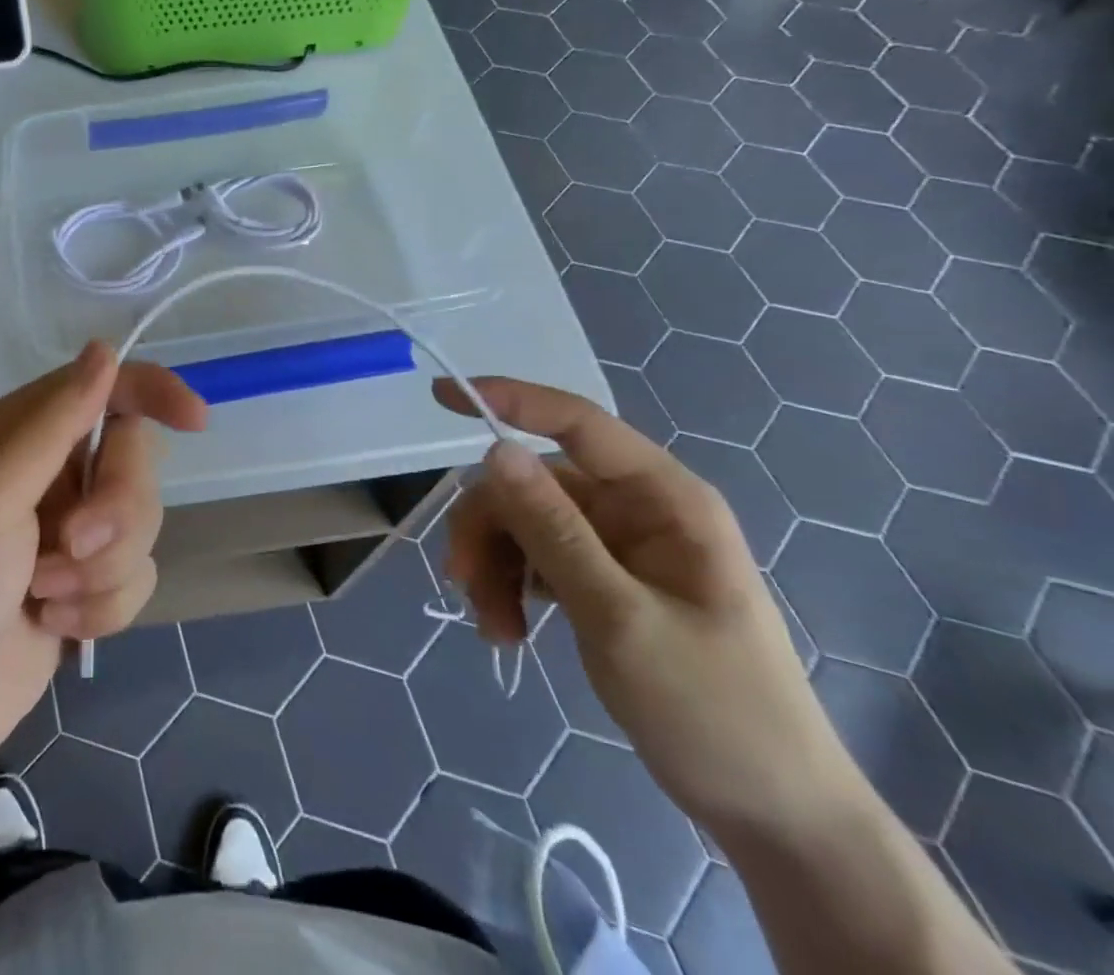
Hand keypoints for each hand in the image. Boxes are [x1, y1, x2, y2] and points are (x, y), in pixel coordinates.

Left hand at [0, 343, 206, 789]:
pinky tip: (55, 629)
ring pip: (143, 524)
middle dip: (116, 510)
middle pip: (134, 461)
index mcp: (19, 435)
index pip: (104, 388)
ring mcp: (70, 532)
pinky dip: (103, 608)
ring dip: (102, 569)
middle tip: (70, 545)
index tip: (195, 421)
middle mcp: (49, 474)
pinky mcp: (86, 587)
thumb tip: (105, 349)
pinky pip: (138, 577)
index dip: (153, 393)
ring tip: (47, 598)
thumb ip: (52, 424)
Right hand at [434, 377, 855, 839]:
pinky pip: (533, 558)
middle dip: (490, 526)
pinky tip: (507, 631)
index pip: (576, 423)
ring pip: (523, 521)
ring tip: (493, 627)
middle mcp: (637, 509)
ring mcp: (618, 545)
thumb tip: (493, 450)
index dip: (508, 401)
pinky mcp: (601, 579)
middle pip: (532, 483)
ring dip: (493, 565)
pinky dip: (509, 586)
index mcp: (664, 499)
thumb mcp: (620, 618)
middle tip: (463, 581)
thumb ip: (553, 530)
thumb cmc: (714, 711)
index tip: (440, 398)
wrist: (771, 813)